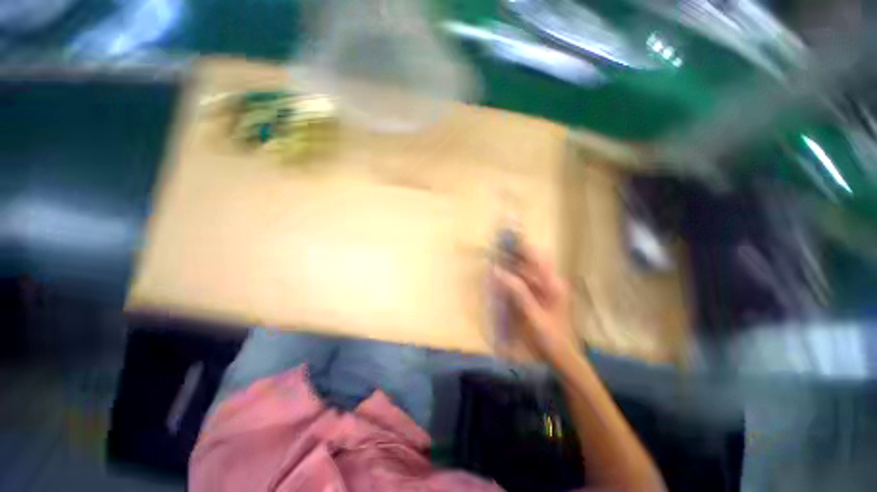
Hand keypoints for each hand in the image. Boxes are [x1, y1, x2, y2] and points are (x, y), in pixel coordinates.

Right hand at [493, 240, 576, 359]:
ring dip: (513, 266)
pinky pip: (526, 282)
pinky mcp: (541, 296)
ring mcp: (546, 289)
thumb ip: (518, 292)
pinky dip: (514, 278)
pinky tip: (503, 280)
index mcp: (553, 284)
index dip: (522, 247)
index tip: (505, 241)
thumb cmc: (550, 337)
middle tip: (496, 251)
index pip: (538, 257)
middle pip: (532, 262)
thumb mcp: (533, 315)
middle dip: (515, 255)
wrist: (561, 357)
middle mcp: (551, 282)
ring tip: (496, 263)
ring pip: (528, 271)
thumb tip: (499, 272)